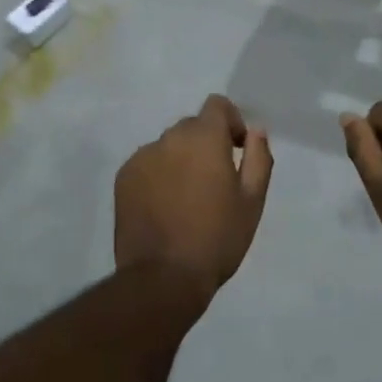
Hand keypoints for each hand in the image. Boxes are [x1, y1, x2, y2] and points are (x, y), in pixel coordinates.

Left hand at [115, 96, 272, 299]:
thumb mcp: (252, 201)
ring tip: (187, 200)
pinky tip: (164, 208)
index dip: (230, 121)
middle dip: (206, 145)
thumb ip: (258, 157)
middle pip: (192, 127)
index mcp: (204, 138)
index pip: (216, 104)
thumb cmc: (217, 239)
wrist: (163, 277)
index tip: (237, 149)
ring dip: (181, 160)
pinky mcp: (123, 178)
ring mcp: (142, 157)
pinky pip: (147, 165)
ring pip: (168, 147)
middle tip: (215, 183)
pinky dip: (158, 176)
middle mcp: (170, 138)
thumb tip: (255, 130)